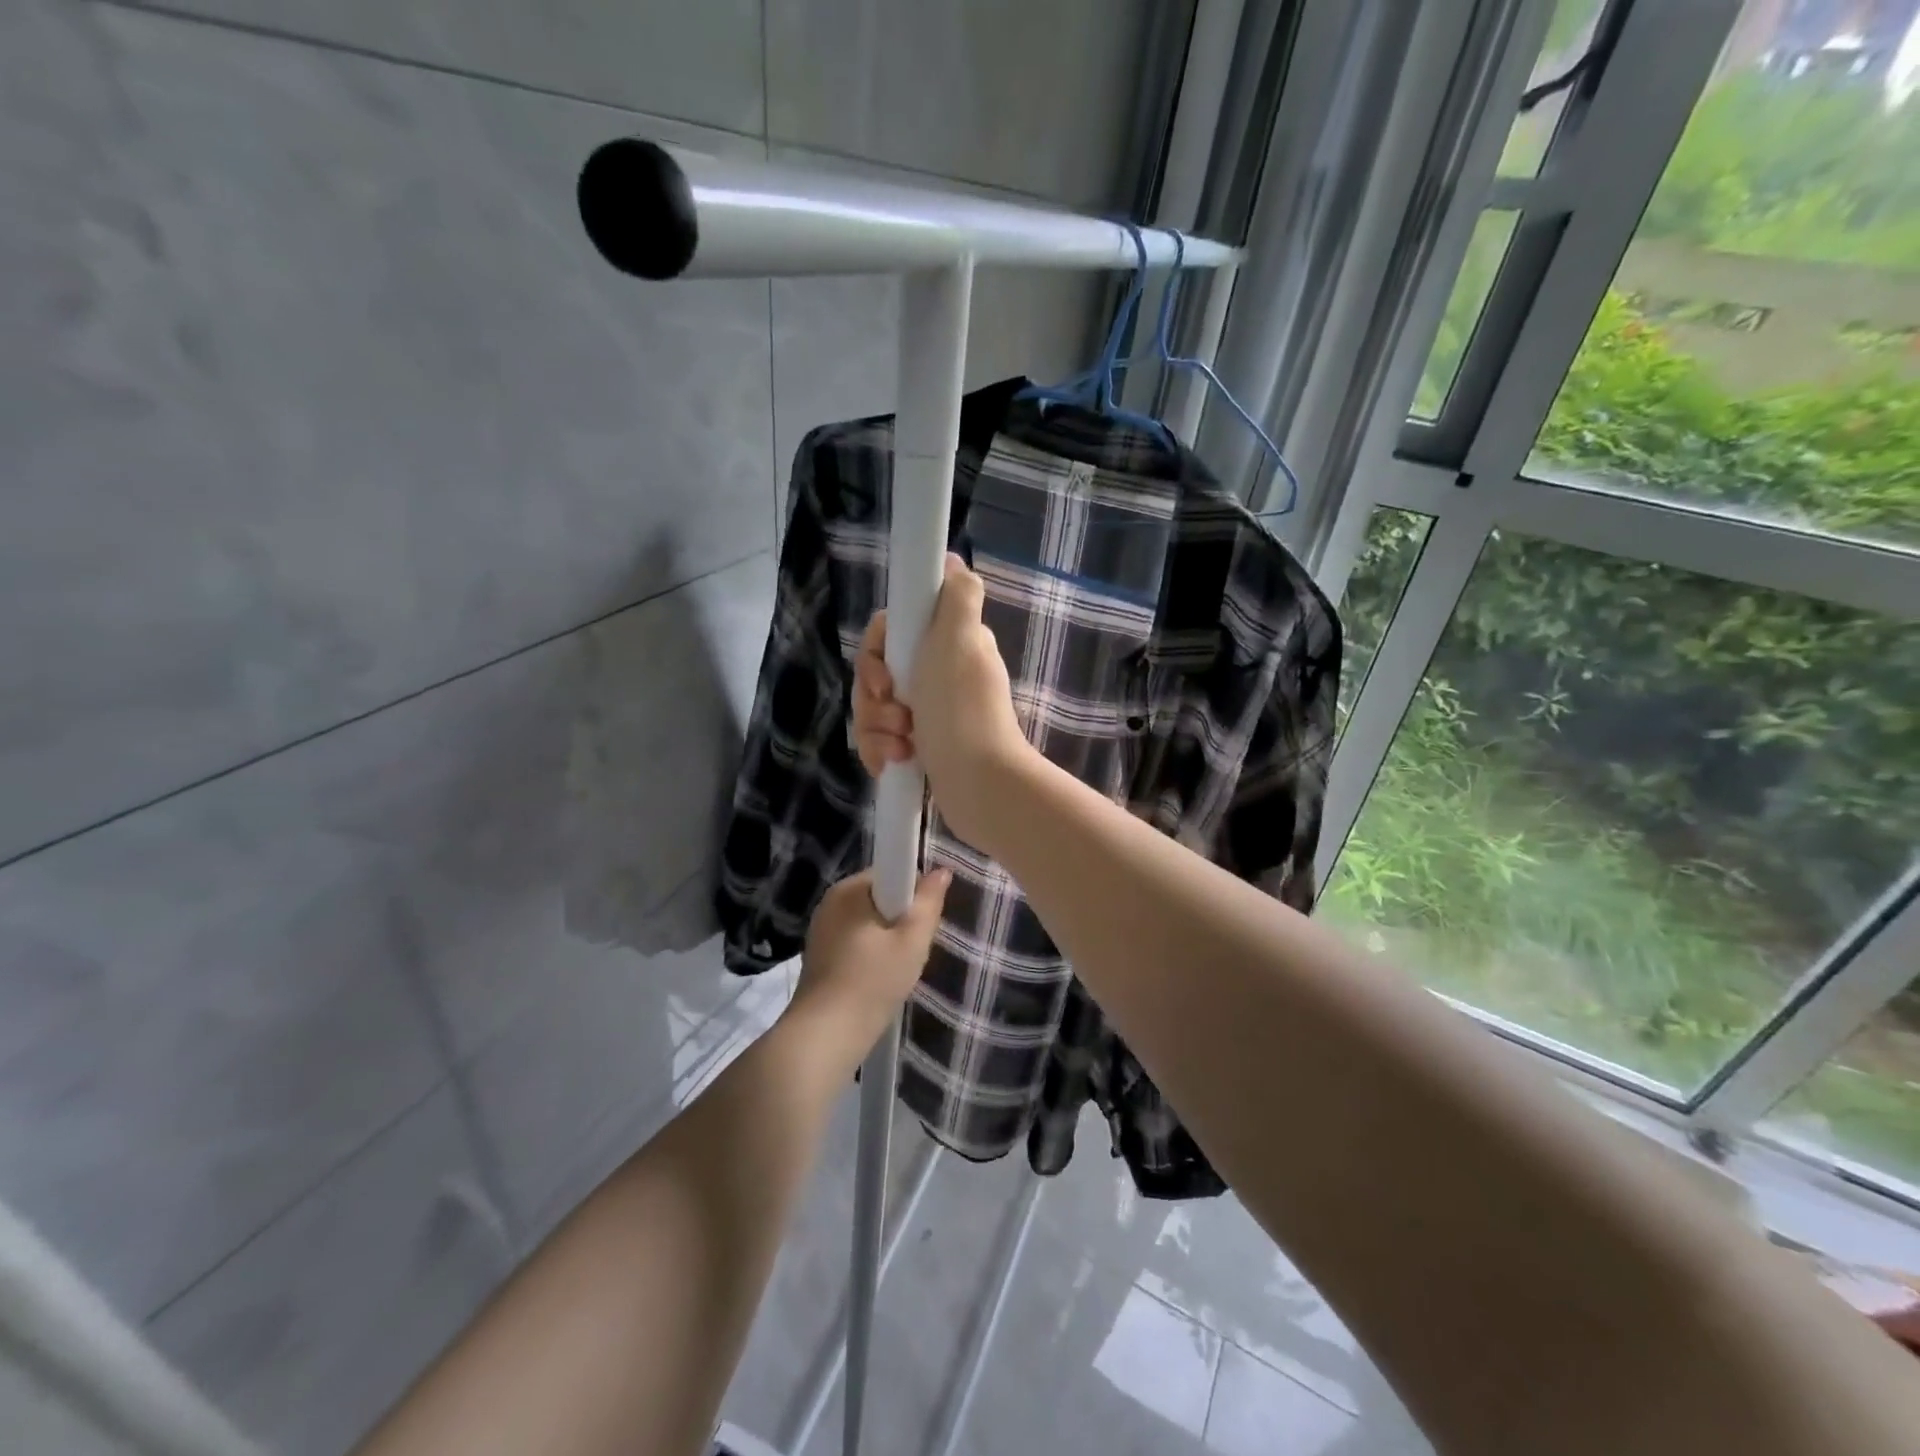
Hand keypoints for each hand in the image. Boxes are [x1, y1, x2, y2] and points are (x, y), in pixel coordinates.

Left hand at [793, 868, 950, 1048]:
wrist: (825, 1035)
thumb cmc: (872, 982)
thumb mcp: (912, 942)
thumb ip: (929, 903)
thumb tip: (942, 870)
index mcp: (850, 888)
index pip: (892, 872)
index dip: (914, 892)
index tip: (922, 921)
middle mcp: (831, 901)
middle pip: (880, 896)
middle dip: (901, 917)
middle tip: (913, 949)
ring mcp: (821, 927)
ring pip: (868, 920)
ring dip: (886, 937)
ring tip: (896, 968)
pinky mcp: (818, 952)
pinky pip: (854, 939)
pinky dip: (869, 952)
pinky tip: (876, 978)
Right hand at [852, 555, 1032, 847]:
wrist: (979, 783)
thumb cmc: (963, 711)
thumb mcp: (963, 640)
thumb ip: (957, 596)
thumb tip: (953, 561)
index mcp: (945, 646)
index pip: (888, 634)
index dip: (876, 653)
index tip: (886, 676)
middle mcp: (935, 675)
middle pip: (874, 674)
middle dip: (874, 698)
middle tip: (898, 714)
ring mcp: (926, 714)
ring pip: (872, 710)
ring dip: (876, 729)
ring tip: (902, 747)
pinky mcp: (917, 747)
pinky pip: (878, 741)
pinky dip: (880, 752)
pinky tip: (894, 763)